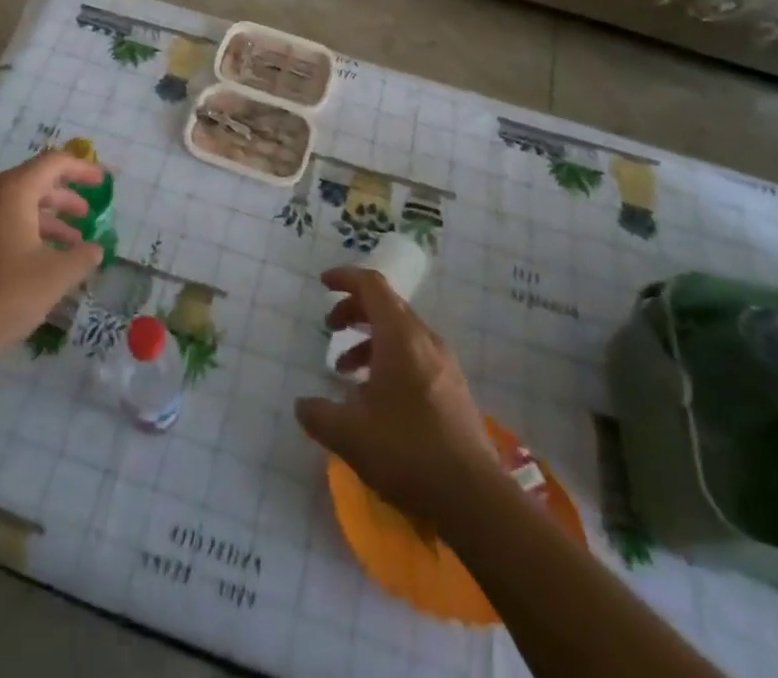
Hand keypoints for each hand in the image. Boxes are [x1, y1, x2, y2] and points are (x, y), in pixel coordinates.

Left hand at [0, 151, 104, 369]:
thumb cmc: (3, 296)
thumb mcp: (55, 276)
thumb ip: (82, 256)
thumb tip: (95, 249)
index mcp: (11, 192)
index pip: (54, 163)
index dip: (83, 169)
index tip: (105, 182)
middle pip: (34, 181)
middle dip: (65, 197)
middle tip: (90, 214)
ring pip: (17, 205)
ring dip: (47, 219)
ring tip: (72, 243)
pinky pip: (0, 223)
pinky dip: (26, 231)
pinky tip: (40, 260)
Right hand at [294, 268, 500, 527]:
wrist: (476, 498)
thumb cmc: (408, 452)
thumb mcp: (350, 435)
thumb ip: (319, 415)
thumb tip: (302, 405)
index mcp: (400, 336)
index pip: (372, 285)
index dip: (345, 278)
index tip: (323, 283)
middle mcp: (425, 340)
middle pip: (386, 306)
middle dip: (354, 311)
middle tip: (330, 329)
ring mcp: (445, 365)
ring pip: (401, 333)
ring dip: (370, 340)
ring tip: (347, 372)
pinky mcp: (455, 390)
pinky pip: (416, 356)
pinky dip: (390, 360)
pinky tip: (377, 399)